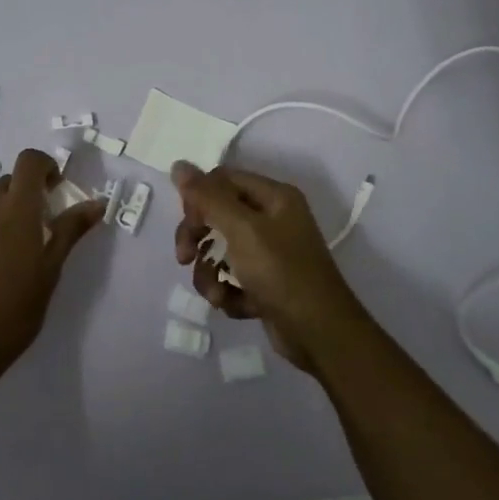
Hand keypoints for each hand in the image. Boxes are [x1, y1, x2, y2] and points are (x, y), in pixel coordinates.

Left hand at [0, 149, 103, 384]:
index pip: (29, 160)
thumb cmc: (13, 309)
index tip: (57, 189)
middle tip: (44, 225)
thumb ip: (70, 231)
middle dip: (29, 192)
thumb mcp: (50, 271)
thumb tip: (96, 203)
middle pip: (10, 181)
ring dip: (8, 212)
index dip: (45, 166)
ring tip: (20, 251)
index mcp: (16, 208)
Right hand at [172, 162, 371, 374]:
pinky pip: (232, 278)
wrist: (320, 334)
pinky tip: (235, 305)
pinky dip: (228, 292)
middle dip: (198, 237)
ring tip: (216, 294)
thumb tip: (178, 165)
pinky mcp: (266, 284)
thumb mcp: (241, 229)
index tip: (188, 223)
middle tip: (184, 257)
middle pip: (218, 214)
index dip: (199, 198)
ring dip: (209, 273)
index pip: (222, 180)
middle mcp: (274, 219)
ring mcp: (270, 253)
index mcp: (274, 197)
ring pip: (221, 250)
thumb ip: (207, 197)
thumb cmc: (281, 272)